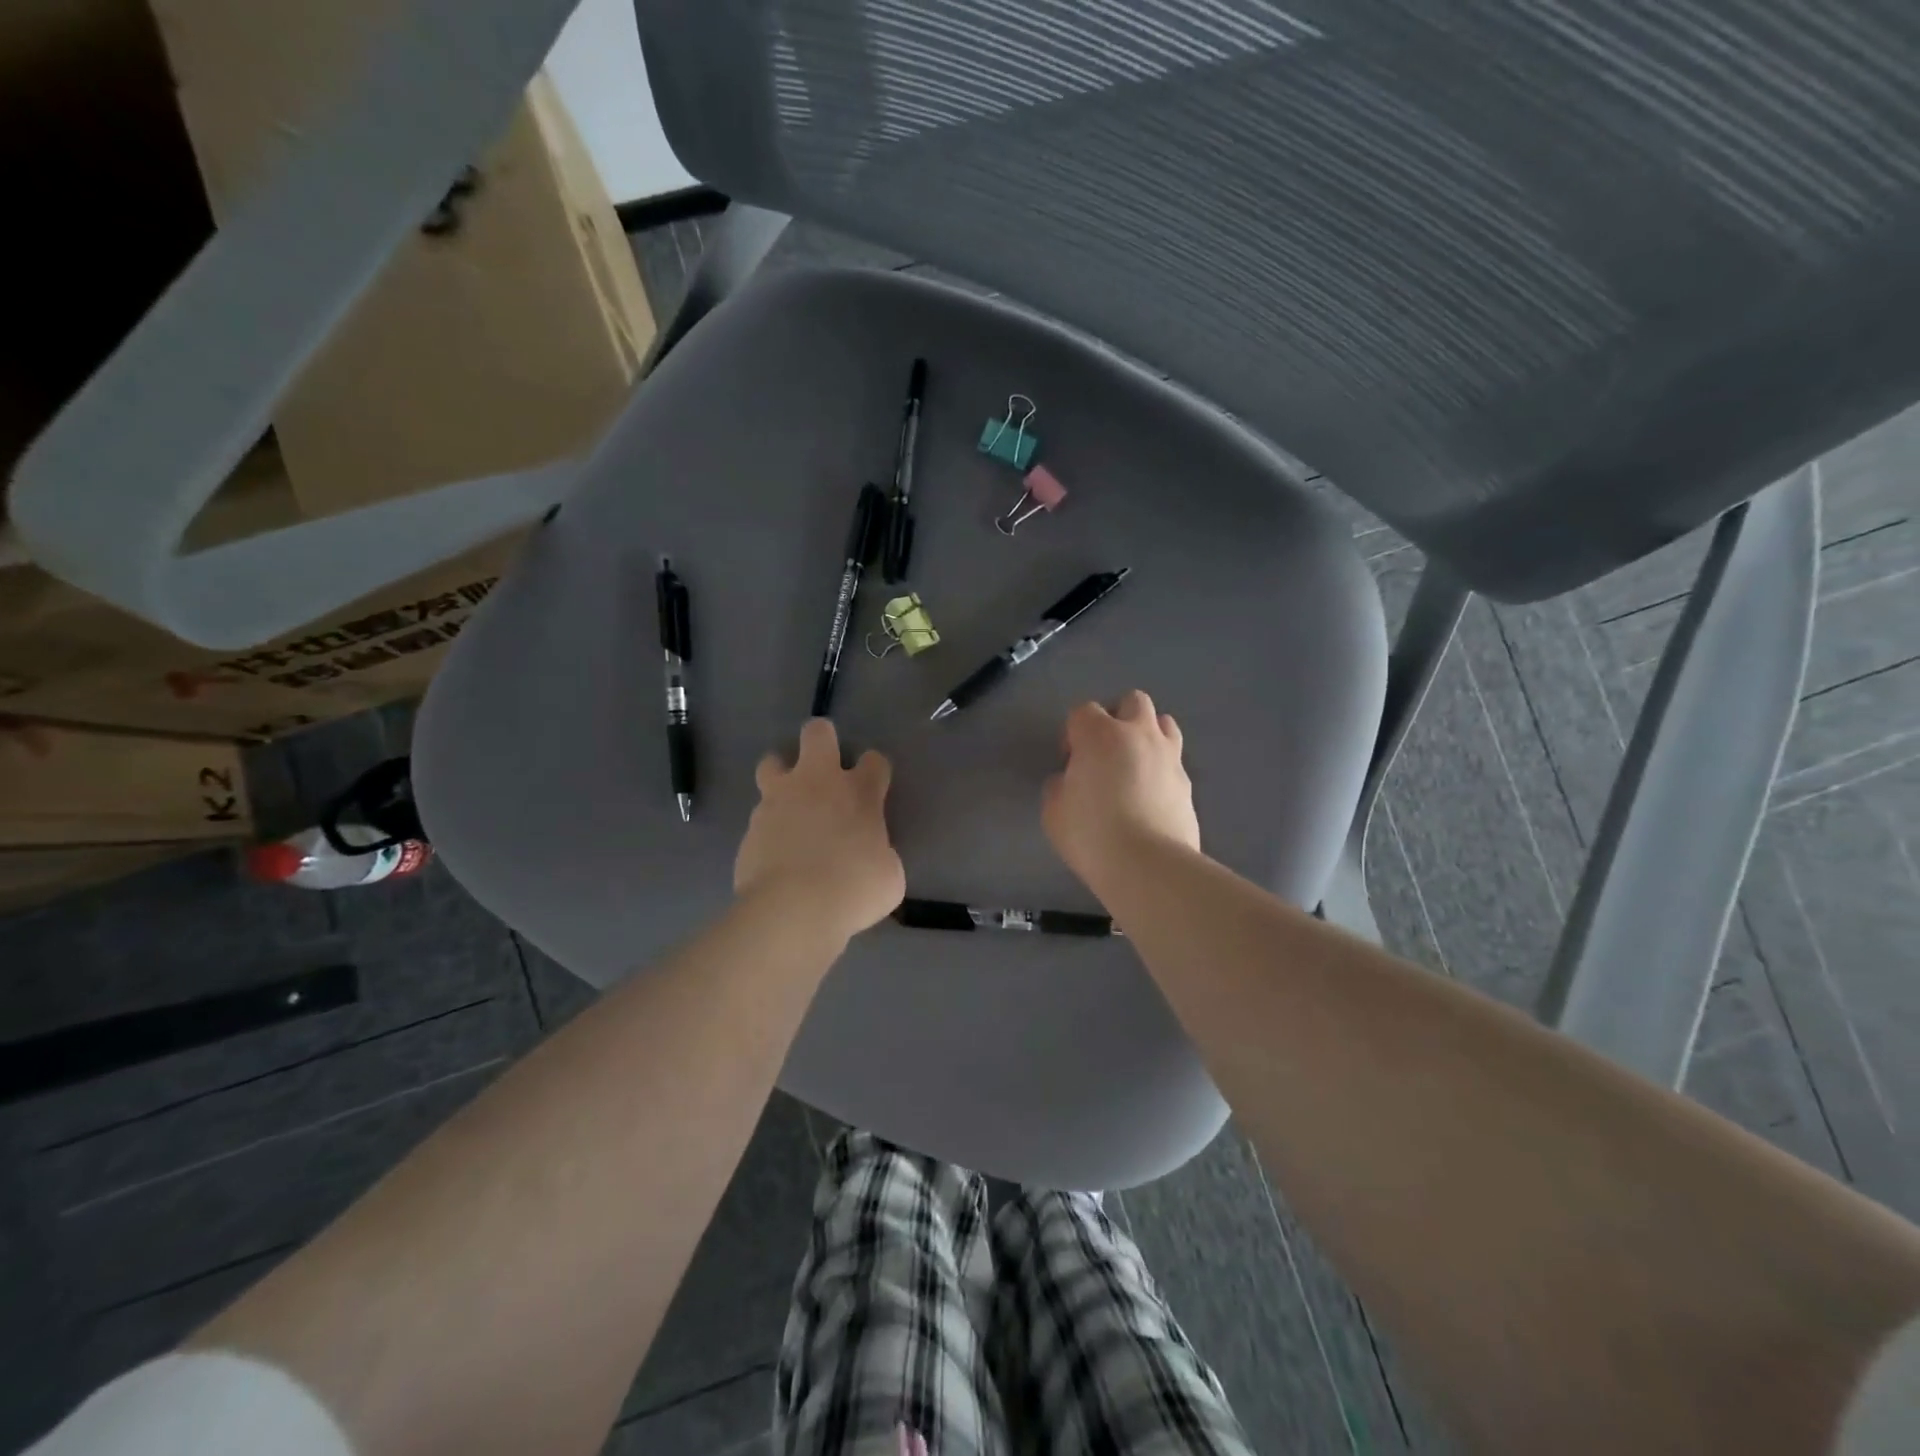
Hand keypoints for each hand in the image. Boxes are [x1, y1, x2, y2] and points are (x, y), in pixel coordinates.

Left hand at [735, 718, 904, 943]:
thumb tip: (871, 854)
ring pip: (771, 763)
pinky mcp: (750, 827)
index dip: (875, 771)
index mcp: (858, 792)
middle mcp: (816, 783)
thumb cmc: (854, 890)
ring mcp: (777, 801)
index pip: (874, 760)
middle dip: (822, 739)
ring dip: (781, 776)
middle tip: (825, 765)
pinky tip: (775, 852)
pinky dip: (769, 827)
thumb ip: (880, 852)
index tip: (874, 788)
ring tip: (789, 804)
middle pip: (816, 733)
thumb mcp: (888, 875)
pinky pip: (759, 815)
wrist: (793, 910)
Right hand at [1043, 691, 1200, 892]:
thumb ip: (1059, 785)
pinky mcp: (1188, 783)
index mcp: (1099, 734)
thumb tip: (1070, 780)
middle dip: (1117, 717)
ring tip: (1134, 765)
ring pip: (1164, 723)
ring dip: (1147, 734)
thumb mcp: (1053, 811)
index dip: (1073, 733)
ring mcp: (1169, 756)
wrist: (1147, 865)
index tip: (1069, 761)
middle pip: (1132, 701)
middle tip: (1105, 750)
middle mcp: (1138, 734)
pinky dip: (1161, 768)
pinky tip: (1151, 796)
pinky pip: (1174, 761)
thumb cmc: (1091, 833)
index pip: (1083, 711)